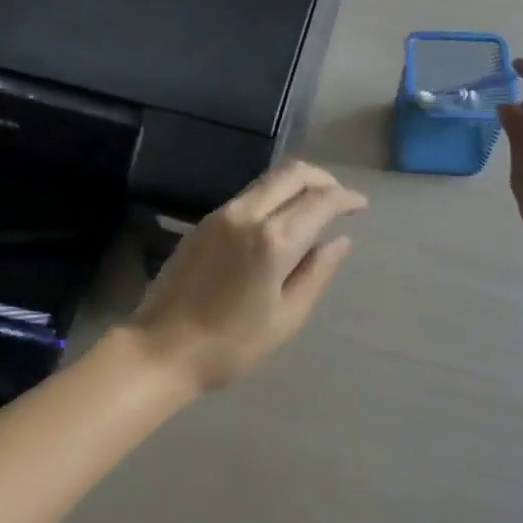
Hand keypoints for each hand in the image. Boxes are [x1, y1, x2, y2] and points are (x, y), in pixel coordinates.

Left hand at [128, 160, 366, 393]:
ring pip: (269, 179)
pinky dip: (274, 195)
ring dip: (297, 184)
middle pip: (292, 174)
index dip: (345, 199)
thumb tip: (340, 241)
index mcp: (272, 241)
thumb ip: (316, 273)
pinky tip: (281, 221)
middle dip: (323, 179)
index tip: (361, 206)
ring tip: (314, 209)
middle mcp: (247, 214)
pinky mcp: (205, 221)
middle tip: (340, 200)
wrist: (161, 348)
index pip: (319, 201)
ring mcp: (222, 213)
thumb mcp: (285, 318)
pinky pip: (249, 194)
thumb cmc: (230, 345)